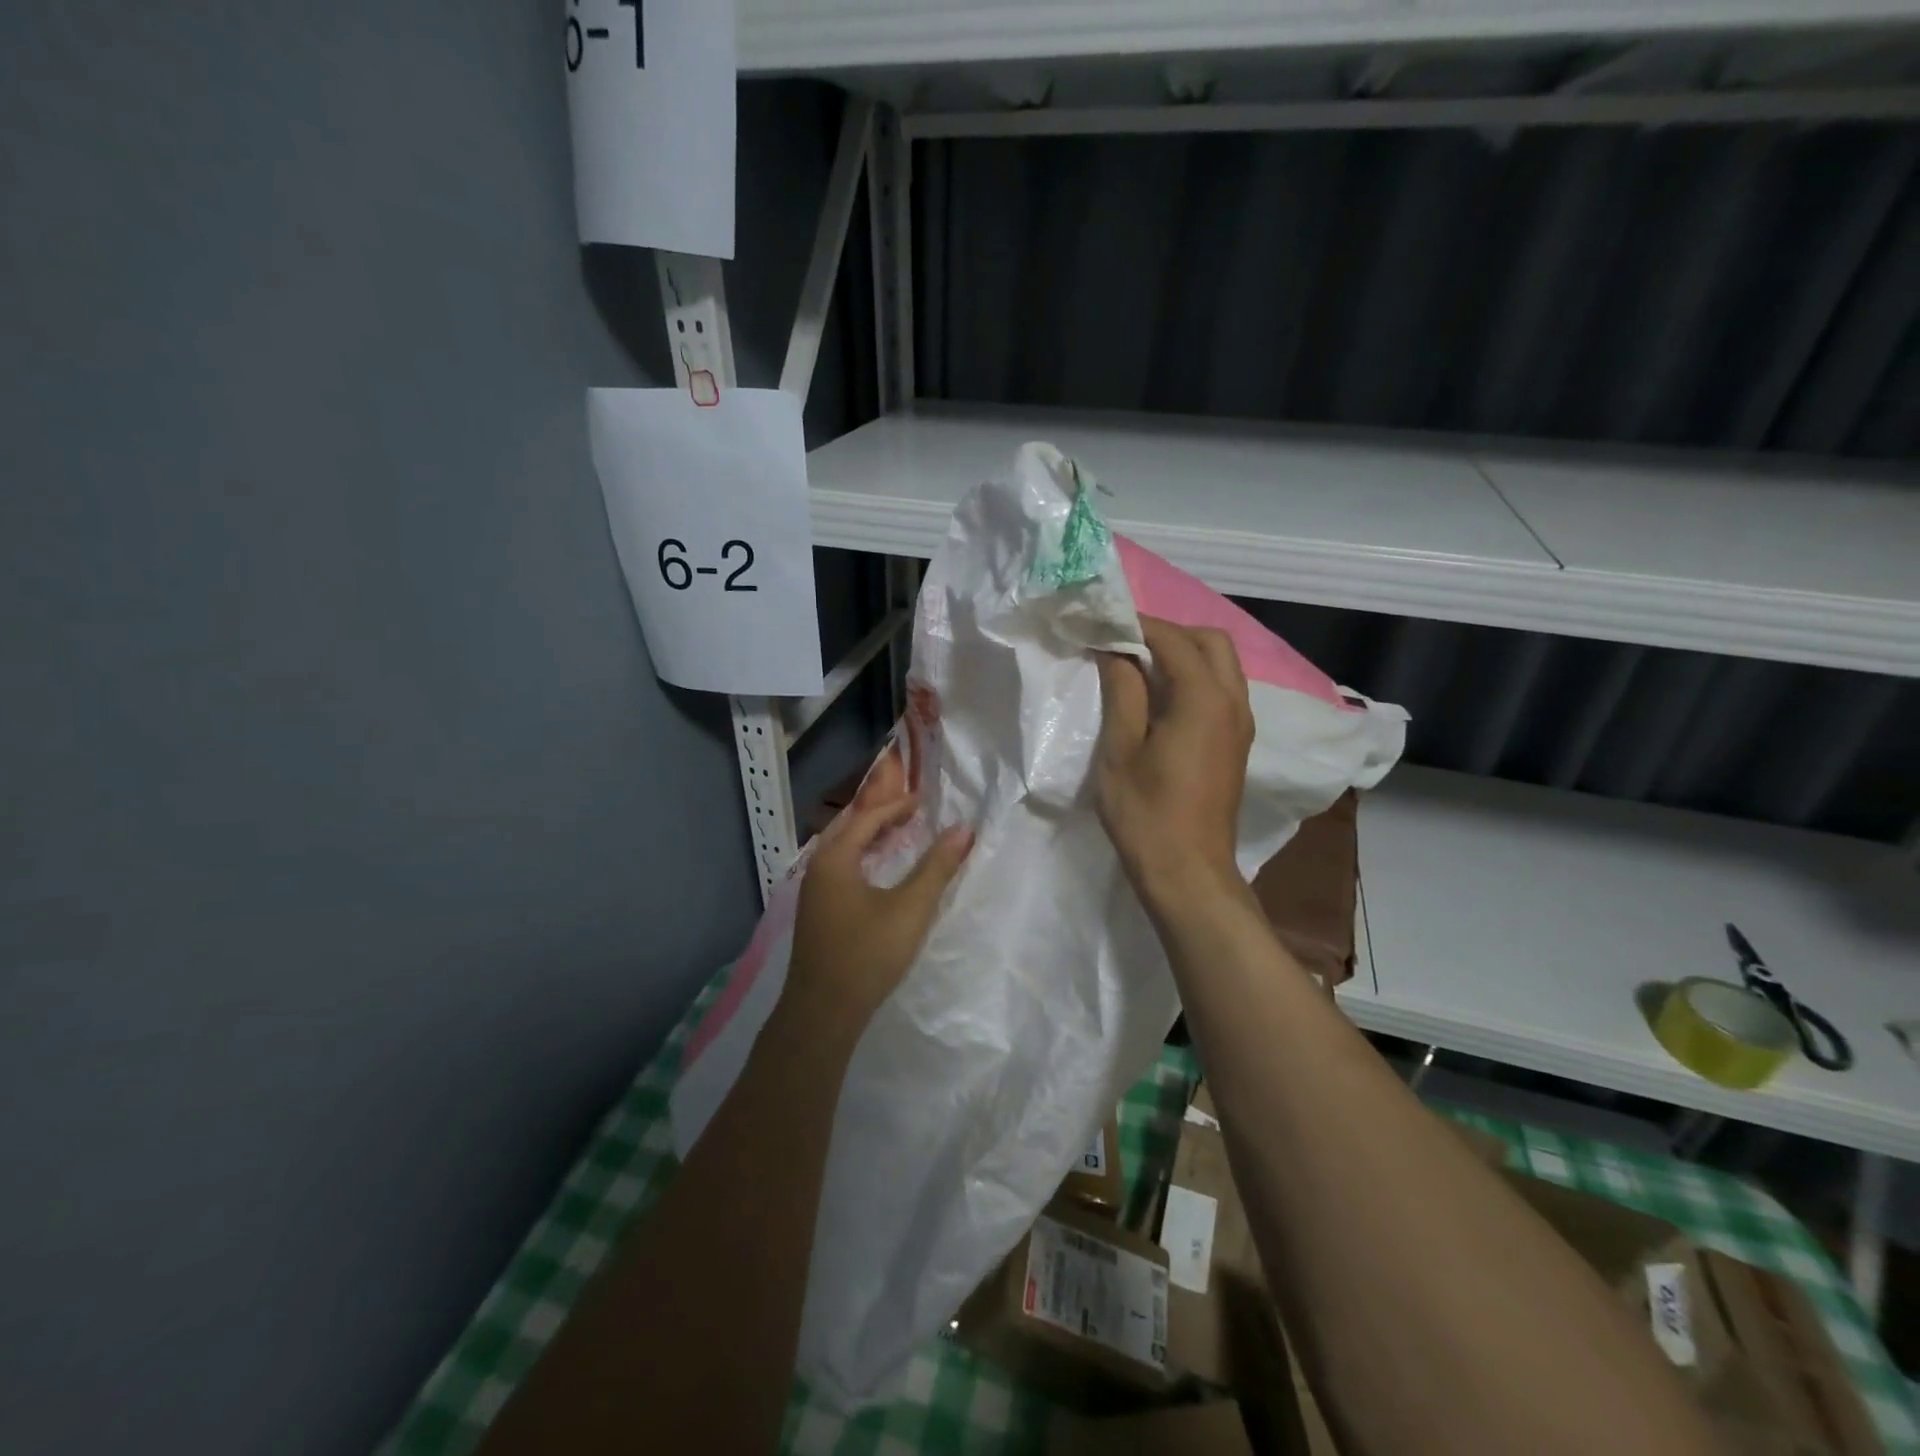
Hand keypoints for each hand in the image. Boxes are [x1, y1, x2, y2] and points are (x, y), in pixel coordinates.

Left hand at [780, 747, 973, 1041]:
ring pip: (842, 848)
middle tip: (911, 809)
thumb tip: (963, 829)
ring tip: (899, 832)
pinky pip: (839, 867)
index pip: (866, 817)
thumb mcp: (910, 909)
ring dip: (869, 836)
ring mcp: (813, 892)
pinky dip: (861, 856)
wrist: (822, 1013)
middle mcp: (817, 868)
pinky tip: (878, 869)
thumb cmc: (867, 955)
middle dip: (879, 814)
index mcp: (834, 858)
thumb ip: (937, 867)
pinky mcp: (816, 912)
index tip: (924, 800)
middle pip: (849, 827)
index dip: (896, 805)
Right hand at [1095, 617, 1253, 907]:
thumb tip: (1116, 651)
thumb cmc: (1146, 814)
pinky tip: (1161, 698)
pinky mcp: (1237, 743)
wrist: (1188, 873)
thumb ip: (1122, 692)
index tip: (1104, 623)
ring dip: (1184, 653)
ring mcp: (1241, 724)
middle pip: (1210, 641)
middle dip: (1169, 632)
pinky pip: (1222, 689)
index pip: (1173, 639)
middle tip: (1126, 644)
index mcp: (1203, 699)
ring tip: (1139, 666)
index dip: (1138, 625)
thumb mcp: (1120, 750)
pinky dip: (1195, 677)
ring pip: (1222, 664)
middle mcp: (1233, 702)